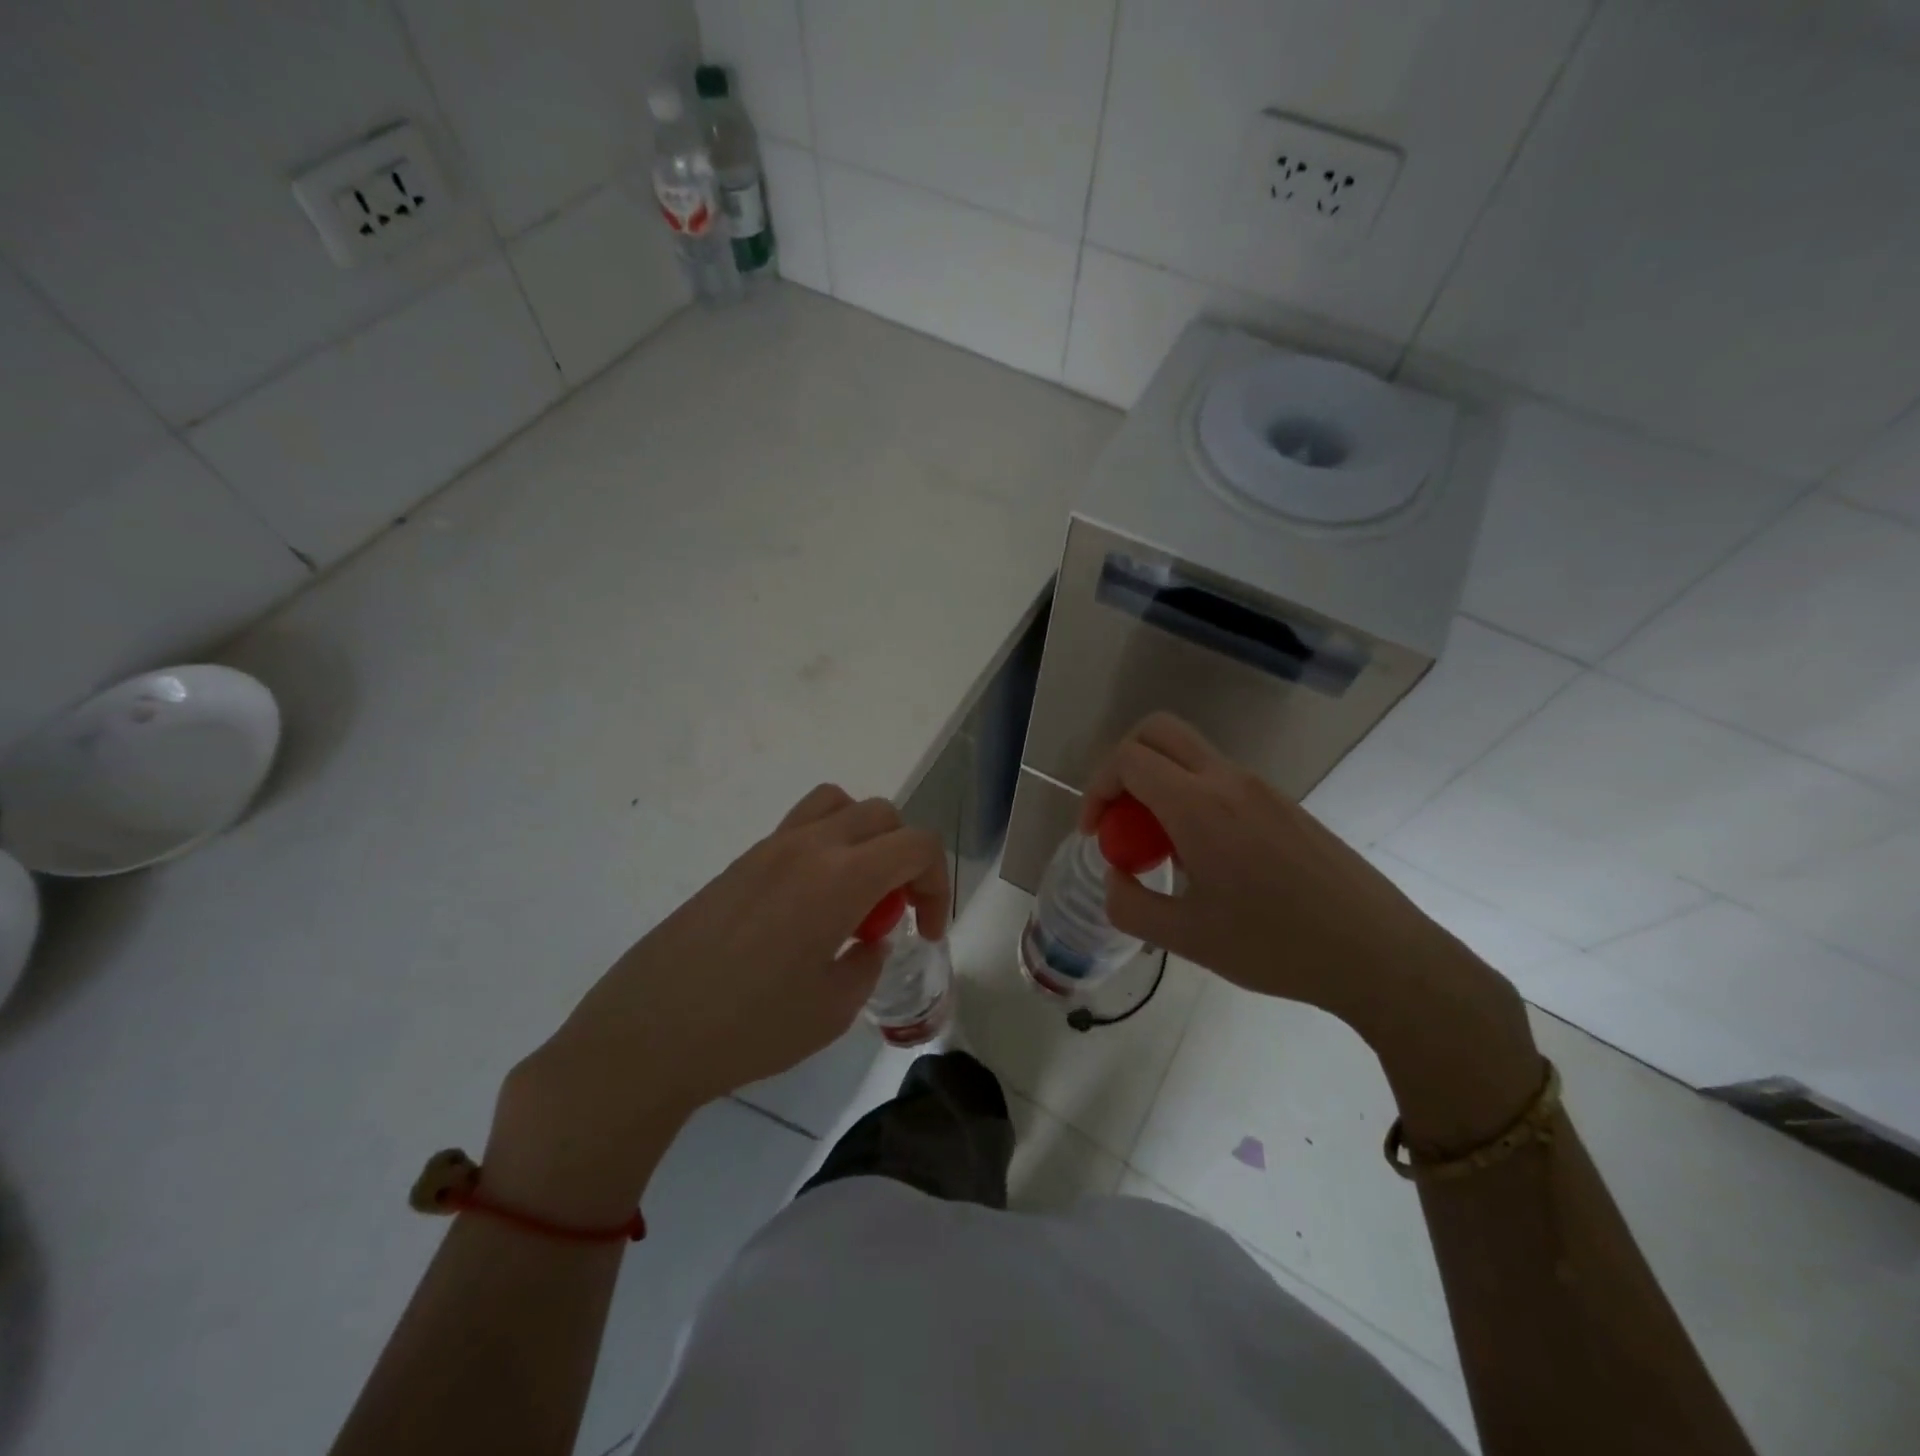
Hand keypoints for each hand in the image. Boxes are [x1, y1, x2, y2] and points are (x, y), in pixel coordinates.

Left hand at [485, 786, 948, 1220]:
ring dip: (862, 839)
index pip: (917, 845)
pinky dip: (824, 850)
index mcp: (840, 878)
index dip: (938, 884)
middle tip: (891, 913)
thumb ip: (868, 963)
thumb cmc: (749, 1029)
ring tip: (851, 894)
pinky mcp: (739, 863)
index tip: (925, 931)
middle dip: (905, 858)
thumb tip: (869, 941)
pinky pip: (798, 829)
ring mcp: (768, 848)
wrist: (647, 1034)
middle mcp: (808, 846)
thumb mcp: (833, 1009)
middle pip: (882, 815)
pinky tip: (805, 910)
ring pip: (836, 805)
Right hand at [1081, 713, 1539, 1150]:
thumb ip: (1129, 904)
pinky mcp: (1284, 804)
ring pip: (1191, 754)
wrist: (1379, 954)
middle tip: (1120, 818)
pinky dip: (1192, 798)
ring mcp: (1262, 788)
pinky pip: (1221, 780)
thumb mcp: (1185, 938)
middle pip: (1158, 731)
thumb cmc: (1275, 946)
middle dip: (1122, 764)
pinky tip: (1208, 859)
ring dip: (1160, 783)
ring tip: (1162, 849)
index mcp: (1199, 806)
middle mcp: (1229, 781)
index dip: (1097, 788)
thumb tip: (1114, 876)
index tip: (1097, 834)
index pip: (1128, 758)